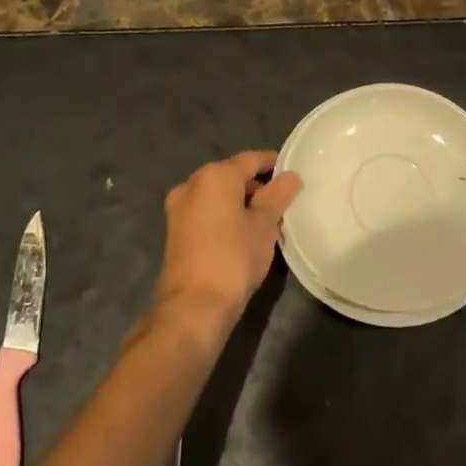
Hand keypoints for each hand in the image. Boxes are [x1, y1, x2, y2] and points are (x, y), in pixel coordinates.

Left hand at [157, 151, 302, 328]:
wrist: (194, 305)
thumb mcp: (264, 225)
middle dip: (255, 185)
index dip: (272, 163)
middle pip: (231, 175)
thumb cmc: (234, 257)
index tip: (291, 172)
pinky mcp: (174, 230)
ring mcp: (179, 207)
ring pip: (216, 195)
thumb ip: (278, 195)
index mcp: (215, 175)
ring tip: (264, 219)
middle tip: (281, 201)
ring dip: (239, 202)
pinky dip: (223, 215)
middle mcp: (192, 184)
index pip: (250, 159)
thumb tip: (291, 176)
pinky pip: (205, 211)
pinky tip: (240, 233)